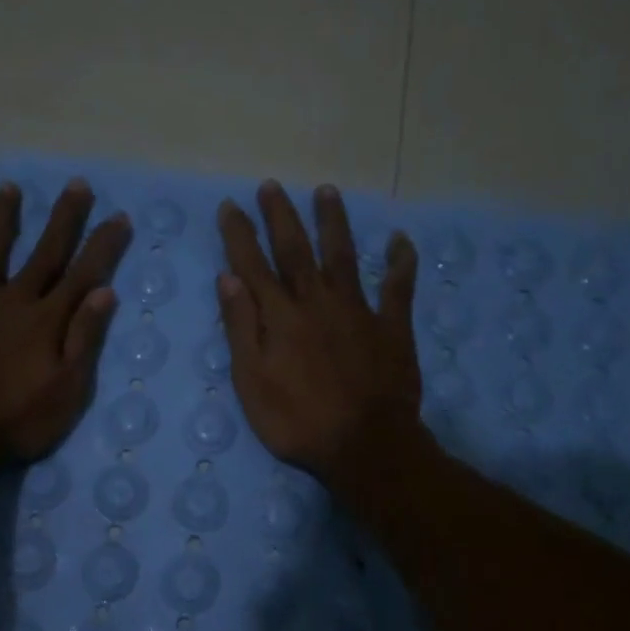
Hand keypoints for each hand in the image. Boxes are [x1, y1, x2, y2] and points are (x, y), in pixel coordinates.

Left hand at [0, 178, 130, 468]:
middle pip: (44, 253)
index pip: (84, 275)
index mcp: (47, 321)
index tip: (119, 217)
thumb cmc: (17, 420)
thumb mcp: (67, 390)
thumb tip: (104, 292)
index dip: (103, 246)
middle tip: (77, 185)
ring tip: (8, 187)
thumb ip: (84, 339)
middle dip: (63, 219)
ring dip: (1, 219)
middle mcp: (13, 302)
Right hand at [216, 182, 423, 491]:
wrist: (364, 445)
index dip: (239, 235)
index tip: (230, 206)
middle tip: (271, 185)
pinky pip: (399, 288)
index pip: (253, 266)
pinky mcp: (391, 327)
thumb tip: (228, 279)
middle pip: (297, 250)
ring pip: (344, 256)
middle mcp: (317, 303)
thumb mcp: (253, 383)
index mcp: (281, 317)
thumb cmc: (297, 422)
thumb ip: (241, 329)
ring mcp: (358, 311)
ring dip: (334, 223)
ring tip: (327, 191)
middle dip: (281, 216)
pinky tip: (400, 240)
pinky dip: (400, 263)